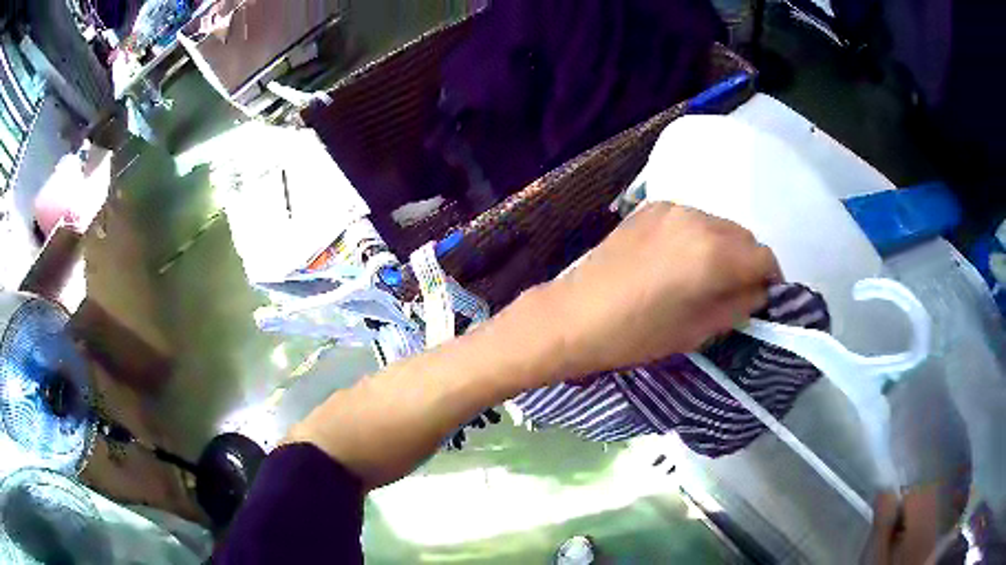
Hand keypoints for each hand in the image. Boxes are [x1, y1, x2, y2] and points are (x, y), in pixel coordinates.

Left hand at [539, 202, 781, 377]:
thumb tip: (760, 291)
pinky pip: (693, 219)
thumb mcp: (698, 330)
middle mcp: (699, 220)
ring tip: (706, 276)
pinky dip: (699, 237)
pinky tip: (679, 261)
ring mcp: (673, 209)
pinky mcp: (652, 207)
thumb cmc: (638, 334)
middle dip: (749, 262)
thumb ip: (739, 305)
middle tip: (735, 290)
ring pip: (720, 225)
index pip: (765, 258)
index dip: (770, 280)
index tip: (762, 297)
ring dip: (725, 248)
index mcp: (715, 254)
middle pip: (745, 237)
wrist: (576, 315)